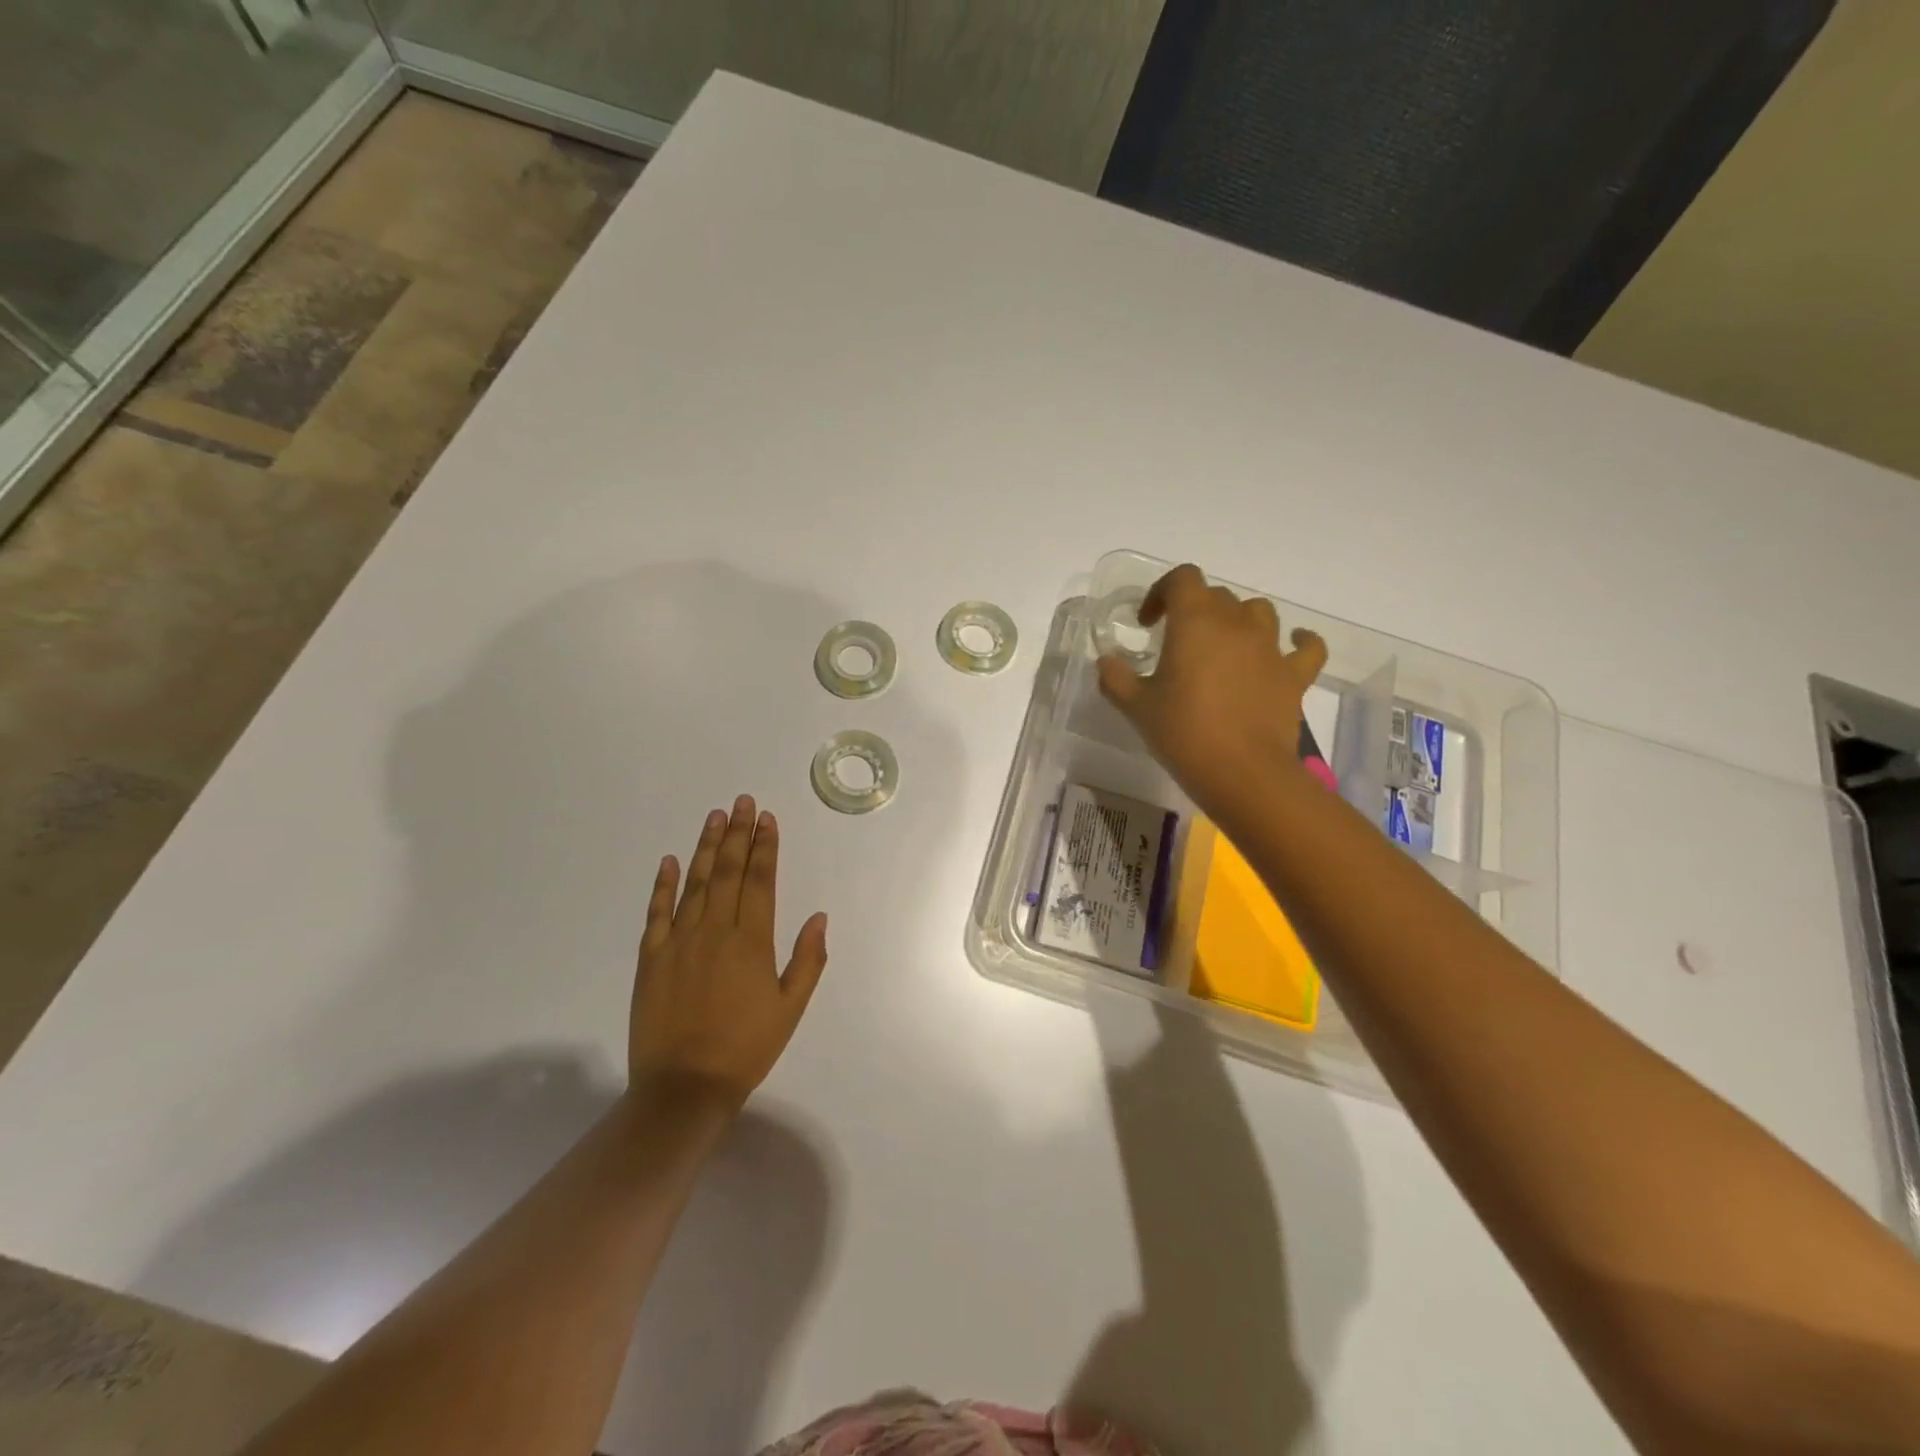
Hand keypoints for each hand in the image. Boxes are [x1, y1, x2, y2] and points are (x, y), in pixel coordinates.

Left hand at [631, 795, 828, 1109]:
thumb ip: (807, 960)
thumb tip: (819, 916)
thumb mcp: (791, 1008)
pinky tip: (670, 860)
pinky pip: (657, 912)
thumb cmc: (746, 1048)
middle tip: (742, 802)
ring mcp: (679, 942)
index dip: (765, 847)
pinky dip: (663, 884)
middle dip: (737, 834)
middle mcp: (714, 931)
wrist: (684, 1088)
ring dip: (705, 847)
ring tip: (715, 817)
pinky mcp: (651, 958)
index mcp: (751, 942)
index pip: (760, 881)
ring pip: (695, 883)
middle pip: (727, 872)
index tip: (767, 818)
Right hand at [1097, 563, 1327, 820]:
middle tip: (1177, 643)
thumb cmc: (1184, 732)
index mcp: (1195, 621)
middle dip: (1194, 610)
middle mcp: (1236, 623)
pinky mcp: (1294, 675)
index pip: (1181, 579)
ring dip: (1238, 620)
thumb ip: (1116, 678)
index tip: (1147, 622)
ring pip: (1258, 611)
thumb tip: (1106, 662)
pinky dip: (1300, 641)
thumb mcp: (1136, 707)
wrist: (1242, 772)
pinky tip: (1293, 645)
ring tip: (1224, 645)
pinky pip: (1307, 647)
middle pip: (1217, 595)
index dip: (1162, 592)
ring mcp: (1270, 647)